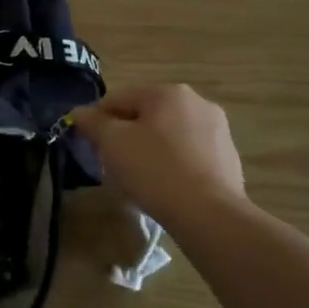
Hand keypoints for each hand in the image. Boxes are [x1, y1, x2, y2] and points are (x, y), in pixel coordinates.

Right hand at [78, 85, 245, 224]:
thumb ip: (92, 122)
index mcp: (167, 92)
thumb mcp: (111, 143)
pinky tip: (165, 186)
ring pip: (167, 134)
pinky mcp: (229, 157)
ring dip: (149, 149)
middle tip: (113, 163)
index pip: (117, 99)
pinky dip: (172, 163)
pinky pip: (188, 153)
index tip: (90, 146)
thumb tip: (79, 113)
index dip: (96, 121)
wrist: (210, 214)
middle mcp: (197, 102)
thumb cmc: (154, 170)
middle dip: (125, 135)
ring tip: (139, 178)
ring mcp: (218, 130)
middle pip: (144, 115)